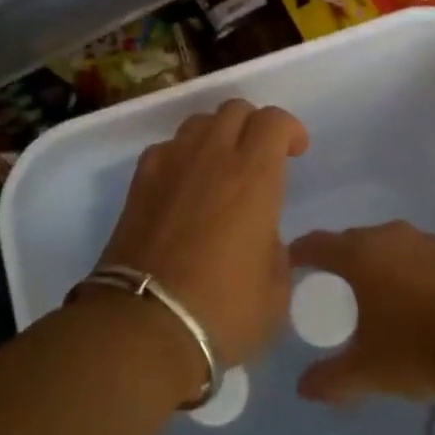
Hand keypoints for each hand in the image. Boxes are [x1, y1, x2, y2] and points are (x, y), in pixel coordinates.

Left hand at [94, 99, 308, 375]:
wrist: (145, 326)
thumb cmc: (224, 310)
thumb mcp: (276, 289)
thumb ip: (275, 249)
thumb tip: (263, 238)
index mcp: (253, 175)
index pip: (274, 120)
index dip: (290, 129)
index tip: (296, 152)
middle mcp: (211, 156)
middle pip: (234, 109)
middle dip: (254, 125)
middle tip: (261, 157)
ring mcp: (169, 165)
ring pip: (197, 123)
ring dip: (216, 135)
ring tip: (221, 167)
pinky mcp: (139, 183)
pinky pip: (166, 149)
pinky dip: (182, 156)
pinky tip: (184, 186)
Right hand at [289, 222, 434, 403]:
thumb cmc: (420, 350)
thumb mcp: (368, 372)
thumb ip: (331, 379)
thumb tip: (302, 389)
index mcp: (360, 254)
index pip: (316, 244)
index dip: (298, 254)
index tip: (287, 265)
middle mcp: (389, 236)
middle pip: (351, 241)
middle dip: (336, 260)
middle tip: (327, 286)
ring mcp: (425, 242)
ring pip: (385, 246)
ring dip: (372, 264)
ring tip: (368, 294)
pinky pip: (413, 256)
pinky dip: (402, 271)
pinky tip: (409, 300)